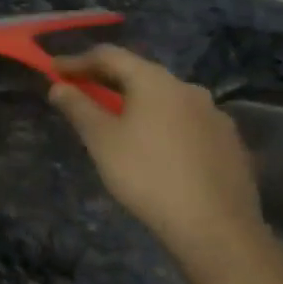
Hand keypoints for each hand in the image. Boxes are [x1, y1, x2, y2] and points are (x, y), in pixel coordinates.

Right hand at [49, 45, 265, 268]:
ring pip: (166, 99)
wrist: (215, 228)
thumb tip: (58, 87)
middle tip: (82, 91)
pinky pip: (186, 122)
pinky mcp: (229, 142)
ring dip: (137, 103)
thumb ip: (78, 108)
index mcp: (155, 81)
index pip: (110, 55)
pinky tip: (155, 148)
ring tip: (117, 121)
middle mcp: (188, 88)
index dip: (78, 60)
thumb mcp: (101, 141)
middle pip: (140, 74)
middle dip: (107, 80)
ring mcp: (214, 115)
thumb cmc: (147, 176)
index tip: (54, 70)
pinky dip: (162, 124)